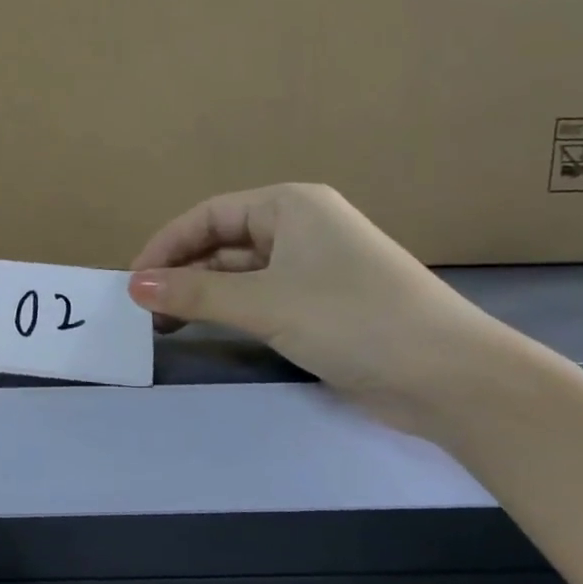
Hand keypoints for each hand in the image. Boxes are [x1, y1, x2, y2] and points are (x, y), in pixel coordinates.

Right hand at [128, 184, 500, 429]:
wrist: (448, 376)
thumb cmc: (351, 319)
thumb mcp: (263, 303)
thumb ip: (194, 294)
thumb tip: (133, 286)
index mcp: (290, 206)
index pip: (209, 215)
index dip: (166, 245)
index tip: (134, 282)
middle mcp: (301, 228)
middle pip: (222, 242)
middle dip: (182, 271)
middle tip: (146, 309)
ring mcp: (314, 267)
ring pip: (240, 272)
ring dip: (202, 293)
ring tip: (166, 322)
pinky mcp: (322, 304)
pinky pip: (261, 296)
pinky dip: (229, 309)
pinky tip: (207, 327)